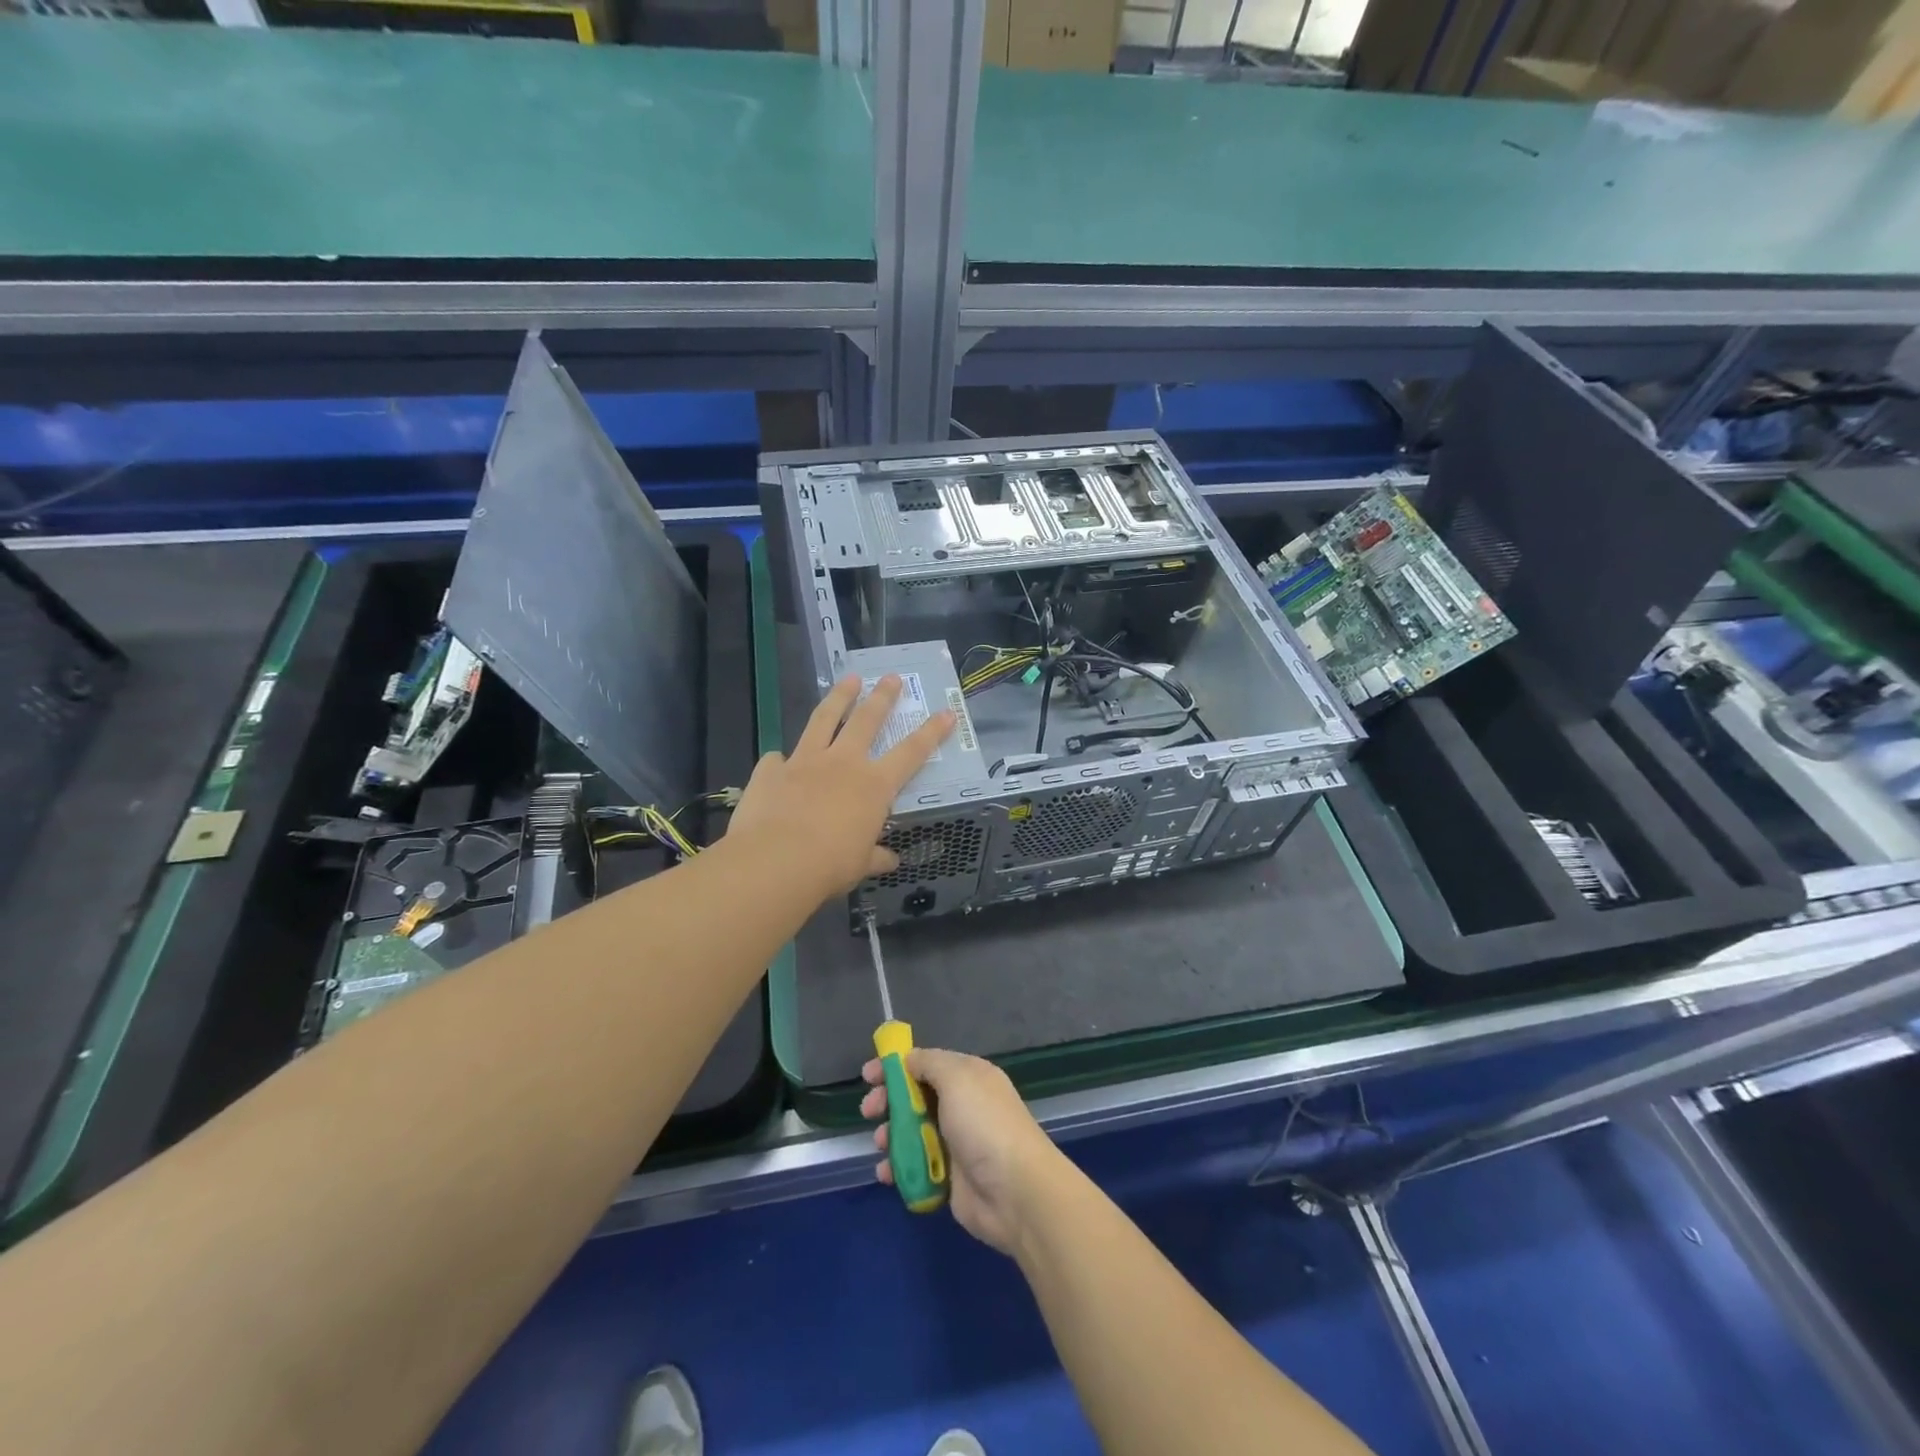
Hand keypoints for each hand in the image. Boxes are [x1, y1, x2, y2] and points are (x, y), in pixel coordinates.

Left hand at [726, 674, 952, 898]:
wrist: (775, 861)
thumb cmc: (830, 866)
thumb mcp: (860, 865)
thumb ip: (875, 857)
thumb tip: (890, 860)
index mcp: (874, 786)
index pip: (912, 753)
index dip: (931, 732)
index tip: (946, 712)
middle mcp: (842, 763)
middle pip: (867, 720)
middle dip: (882, 697)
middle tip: (890, 677)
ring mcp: (804, 761)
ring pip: (824, 719)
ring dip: (838, 697)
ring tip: (848, 679)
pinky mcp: (771, 770)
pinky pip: (777, 759)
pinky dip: (780, 760)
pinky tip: (778, 760)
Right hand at [861, 1048, 1069, 1256]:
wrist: (1015, 1191)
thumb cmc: (984, 1124)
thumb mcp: (957, 1078)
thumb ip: (929, 1062)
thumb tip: (909, 1059)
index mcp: (968, 1077)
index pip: (926, 1063)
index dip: (896, 1067)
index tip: (868, 1076)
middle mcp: (962, 1106)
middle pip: (916, 1097)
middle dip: (889, 1101)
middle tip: (869, 1110)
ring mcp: (955, 1143)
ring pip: (912, 1133)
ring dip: (890, 1136)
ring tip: (880, 1144)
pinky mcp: (948, 1178)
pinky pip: (915, 1167)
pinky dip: (898, 1168)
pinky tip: (887, 1174)